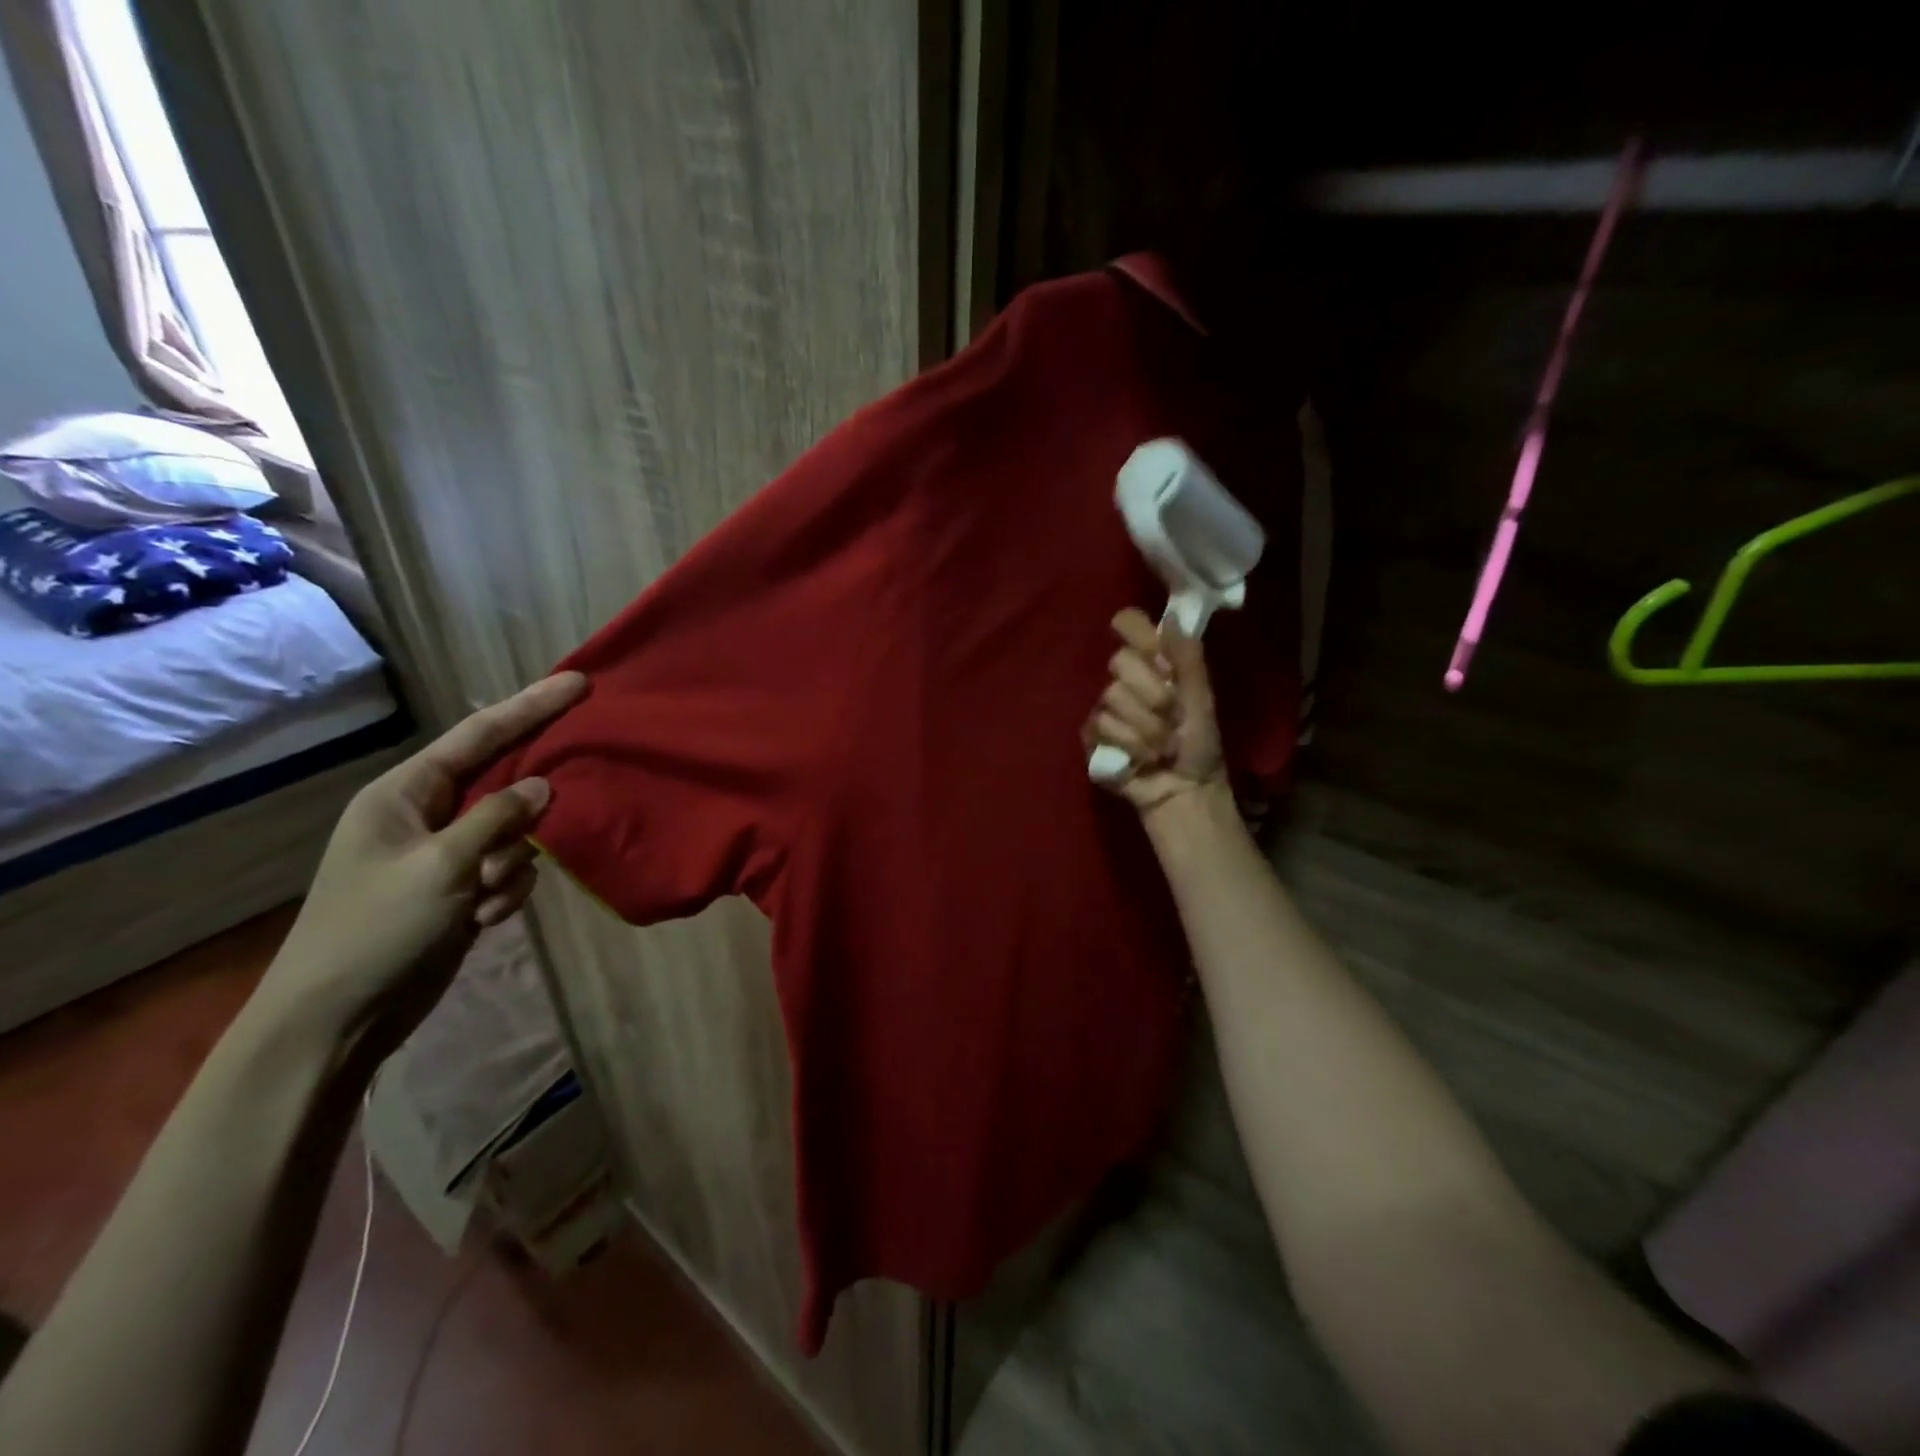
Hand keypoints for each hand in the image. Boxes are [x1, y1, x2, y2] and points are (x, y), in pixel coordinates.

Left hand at [259, 671, 588, 1057]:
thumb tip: (543, 785)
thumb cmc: (376, 930)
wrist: (337, 1020)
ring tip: (481, 899)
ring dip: (511, 865)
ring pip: (515, 833)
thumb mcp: (442, 866)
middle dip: (532, 797)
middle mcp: (425, 815)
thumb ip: (498, 818)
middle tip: (579, 780)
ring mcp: (445, 855)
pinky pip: (510, 871)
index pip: (479, 736)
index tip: (580, 683)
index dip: (531, 706)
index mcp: (404, 794)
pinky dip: (504, 893)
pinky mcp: (460, 890)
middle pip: (502, 781)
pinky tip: (479, 920)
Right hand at [1082, 607, 1224, 819]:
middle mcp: (1127, 680)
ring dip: (1145, 727)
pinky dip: (1130, 744)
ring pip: (1112, 696)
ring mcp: (1107, 707)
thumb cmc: (1199, 746)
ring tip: (1162, 746)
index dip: (1132, 627)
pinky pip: (1101, 725)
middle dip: (1152, 693)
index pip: (1130, 625)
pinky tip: (1142, 757)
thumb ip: (1188, 659)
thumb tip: (1171, 617)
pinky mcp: (1093, 735)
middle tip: (1172, 715)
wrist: (1185, 790)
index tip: (1148, 645)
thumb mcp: (1201, 699)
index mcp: (1155, 664)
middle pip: (1119, 660)